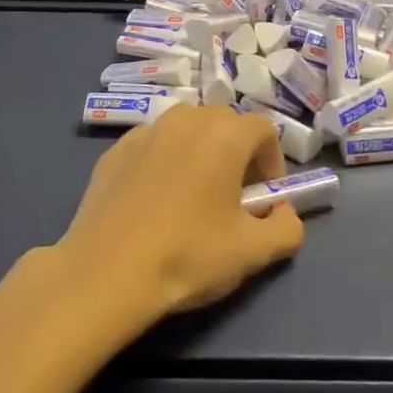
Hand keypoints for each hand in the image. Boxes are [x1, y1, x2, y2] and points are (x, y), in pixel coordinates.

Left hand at [57, 106, 304, 321]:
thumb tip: (284, 213)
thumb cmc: (188, 255)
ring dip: (199, 152)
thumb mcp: (253, 252)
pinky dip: (163, 162)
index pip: (264, 130)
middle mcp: (186, 119)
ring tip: (192, 195)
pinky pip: (153, 146)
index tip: (264, 198)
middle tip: (232, 196)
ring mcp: (146, 131)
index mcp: (225, 134)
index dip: (272, 162)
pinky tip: (154, 202)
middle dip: (237, 153)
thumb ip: (287, 228)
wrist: (105, 273)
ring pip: (186, 129)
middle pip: (225, 123)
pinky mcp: (114, 150)